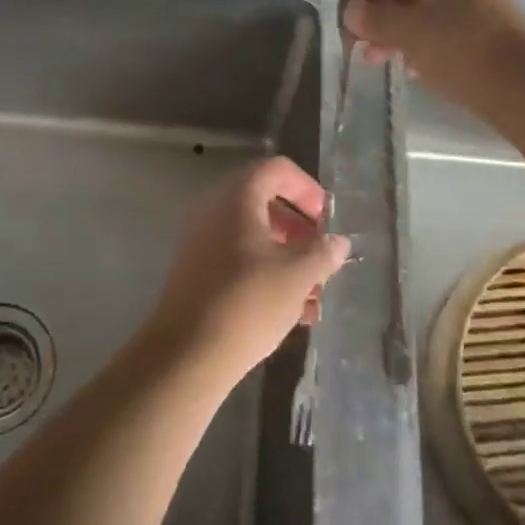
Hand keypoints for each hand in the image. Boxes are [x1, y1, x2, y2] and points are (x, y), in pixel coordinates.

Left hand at [147, 156, 349, 386]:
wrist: (186, 354)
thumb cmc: (247, 304)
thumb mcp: (297, 277)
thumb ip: (322, 253)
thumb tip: (338, 242)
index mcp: (236, 199)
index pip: (276, 170)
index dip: (306, 188)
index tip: (325, 220)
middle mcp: (213, 211)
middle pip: (264, 203)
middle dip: (299, 229)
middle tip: (320, 256)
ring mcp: (200, 241)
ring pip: (252, 236)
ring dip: (286, 257)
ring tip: (313, 295)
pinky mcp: (195, 272)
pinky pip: (237, 259)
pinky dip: (265, 274)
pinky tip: (291, 313)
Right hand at [342, 0, 524, 106]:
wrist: (519, 87)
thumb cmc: (459, 48)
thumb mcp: (406, 31)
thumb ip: (371, 17)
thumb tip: (351, 12)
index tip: (350, 7)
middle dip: (378, 7)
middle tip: (358, 36)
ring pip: (422, 3)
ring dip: (393, 26)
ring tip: (374, 57)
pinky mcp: (484, 26)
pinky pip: (440, 22)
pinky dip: (416, 37)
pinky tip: (405, 65)